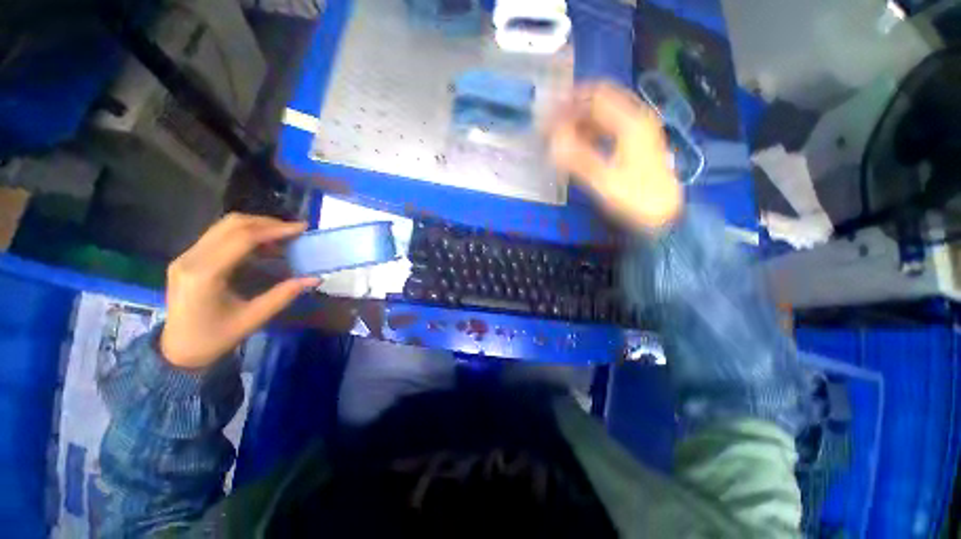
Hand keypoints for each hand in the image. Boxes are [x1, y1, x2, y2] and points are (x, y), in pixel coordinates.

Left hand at [160, 214, 319, 368]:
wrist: (177, 351)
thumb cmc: (215, 338)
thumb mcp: (253, 319)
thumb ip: (284, 294)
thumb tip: (315, 278)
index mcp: (205, 274)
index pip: (242, 238)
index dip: (275, 230)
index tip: (302, 228)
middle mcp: (191, 258)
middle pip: (232, 225)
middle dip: (268, 223)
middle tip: (295, 231)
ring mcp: (187, 255)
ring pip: (225, 226)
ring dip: (257, 226)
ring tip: (284, 236)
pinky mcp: (189, 257)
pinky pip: (220, 235)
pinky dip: (246, 234)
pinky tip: (264, 245)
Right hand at [549, 82, 682, 232]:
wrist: (663, 214)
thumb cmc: (636, 198)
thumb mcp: (605, 181)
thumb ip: (578, 159)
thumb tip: (553, 141)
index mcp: (632, 122)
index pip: (596, 96)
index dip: (570, 101)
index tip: (547, 112)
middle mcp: (636, 118)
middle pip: (600, 101)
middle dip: (572, 109)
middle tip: (549, 124)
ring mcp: (636, 129)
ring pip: (603, 115)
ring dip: (579, 121)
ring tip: (558, 135)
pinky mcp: (633, 142)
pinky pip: (607, 128)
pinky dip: (588, 132)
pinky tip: (575, 144)